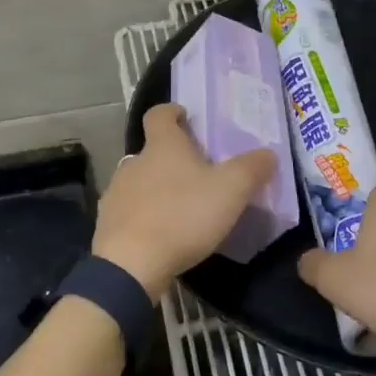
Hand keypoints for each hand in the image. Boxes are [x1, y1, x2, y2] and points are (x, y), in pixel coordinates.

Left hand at [92, 104, 276, 298]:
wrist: (132, 264)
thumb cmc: (183, 216)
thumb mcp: (230, 191)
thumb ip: (251, 169)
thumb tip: (268, 153)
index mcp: (162, 146)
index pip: (159, 114)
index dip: (172, 112)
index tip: (185, 116)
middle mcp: (134, 162)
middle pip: (152, 151)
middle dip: (172, 158)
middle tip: (197, 174)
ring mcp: (116, 192)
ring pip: (139, 181)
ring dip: (157, 188)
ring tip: (180, 208)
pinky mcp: (107, 223)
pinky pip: (129, 211)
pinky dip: (144, 216)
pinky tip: (160, 235)